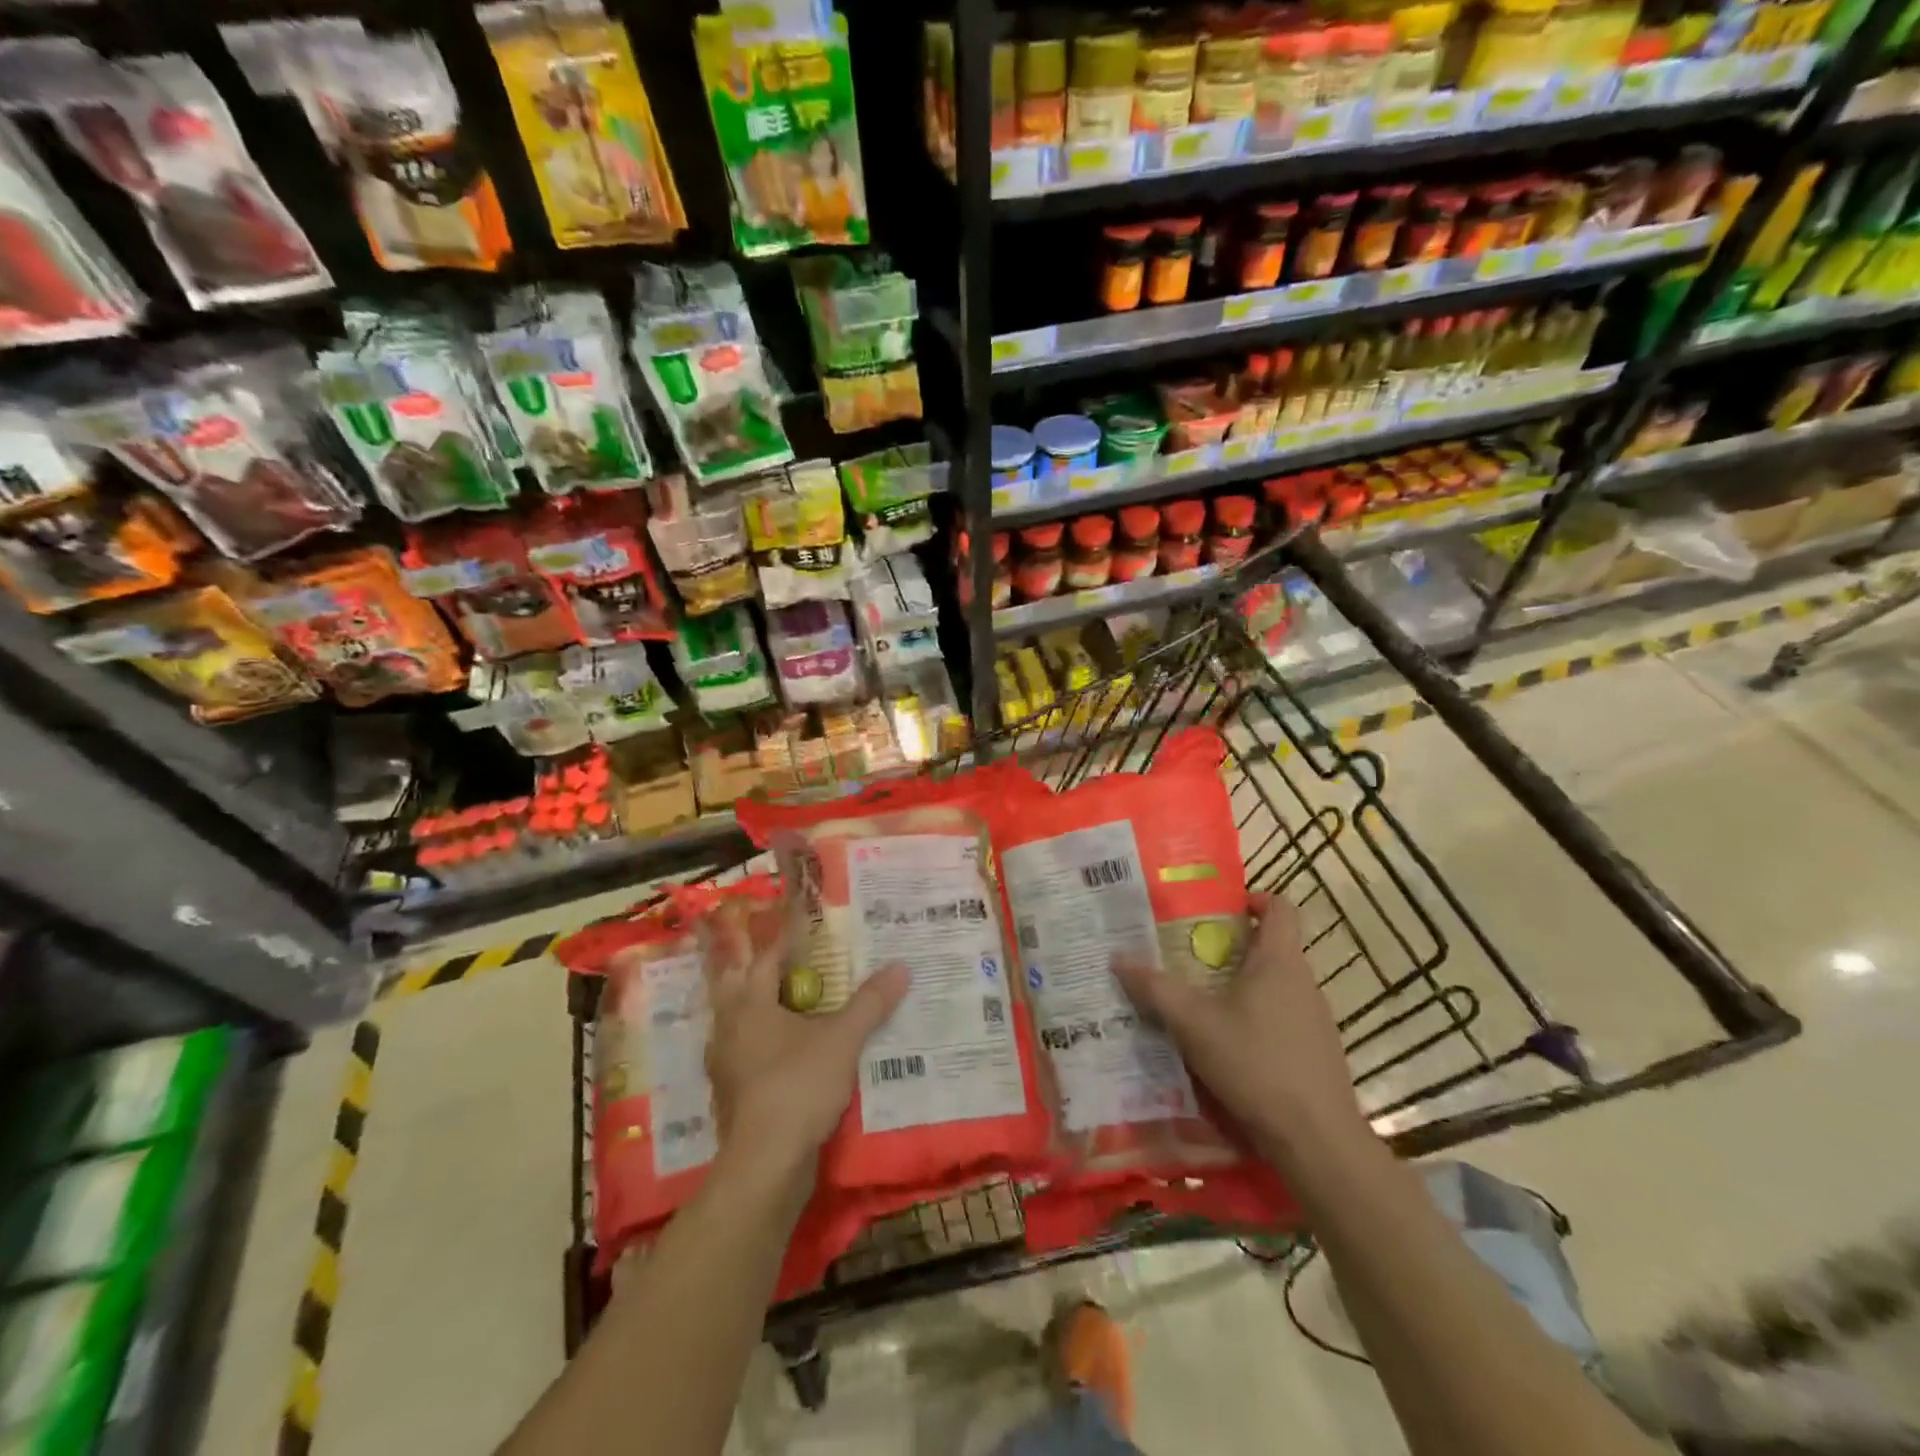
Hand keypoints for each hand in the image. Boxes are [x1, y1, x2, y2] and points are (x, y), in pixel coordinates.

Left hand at [703, 896, 909, 1182]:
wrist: (765, 1163)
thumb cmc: (799, 1086)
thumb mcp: (843, 1040)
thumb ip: (870, 1003)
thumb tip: (901, 967)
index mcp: (750, 1005)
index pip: (766, 959)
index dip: (786, 940)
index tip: (806, 927)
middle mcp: (729, 1028)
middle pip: (740, 986)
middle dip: (763, 972)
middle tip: (794, 963)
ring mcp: (726, 1064)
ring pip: (739, 1023)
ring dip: (762, 1009)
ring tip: (794, 1004)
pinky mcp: (732, 1094)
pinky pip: (745, 1054)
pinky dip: (762, 1044)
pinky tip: (786, 1052)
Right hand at [1112, 892, 1369, 1166]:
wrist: (1316, 1140)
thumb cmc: (1255, 1064)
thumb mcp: (1193, 1024)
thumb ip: (1155, 989)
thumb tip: (1117, 957)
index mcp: (1279, 961)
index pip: (1280, 907)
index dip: (1253, 898)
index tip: (1219, 908)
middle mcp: (1303, 982)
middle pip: (1271, 947)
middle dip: (1231, 947)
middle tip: (1188, 956)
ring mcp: (1315, 1020)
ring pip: (1274, 986)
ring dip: (1241, 986)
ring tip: (1200, 1002)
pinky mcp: (1316, 1053)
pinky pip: (1282, 1019)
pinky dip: (1254, 1020)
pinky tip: (1226, 1048)